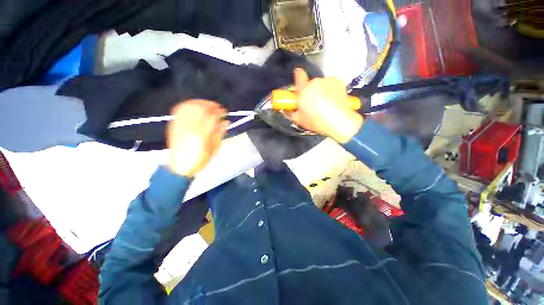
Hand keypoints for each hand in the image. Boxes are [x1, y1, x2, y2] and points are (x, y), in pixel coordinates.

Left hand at [166, 100, 229, 177]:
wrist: (180, 166)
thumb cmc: (201, 159)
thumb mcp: (214, 148)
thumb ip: (220, 133)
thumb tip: (226, 122)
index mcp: (203, 135)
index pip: (213, 117)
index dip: (220, 111)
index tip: (224, 111)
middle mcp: (191, 128)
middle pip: (201, 109)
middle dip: (211, 105)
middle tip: (217, 107)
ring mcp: (181, 125)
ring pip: (191, 107)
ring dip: (200, 103)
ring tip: (207, 105)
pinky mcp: (174, 125)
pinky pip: (180, 110)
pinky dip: (188, 105)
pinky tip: (195, 106)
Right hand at [288, 68, 363, 143]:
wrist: (339, 121)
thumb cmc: (316, 121)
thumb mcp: (299, 120)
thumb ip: (291, 112)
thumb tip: (287, 109)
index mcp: (304, 90)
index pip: (299, 75)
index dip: (298, 75)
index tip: (298, 76)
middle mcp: (315, 82)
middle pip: (310, 83)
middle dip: (310, 91)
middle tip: (313, 103)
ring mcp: (328, 80)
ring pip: (321, 84)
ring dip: (321, 90)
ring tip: (325, 103)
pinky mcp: (338, 81)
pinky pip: (331, 83)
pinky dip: (331, 89)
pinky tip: (333, 99)